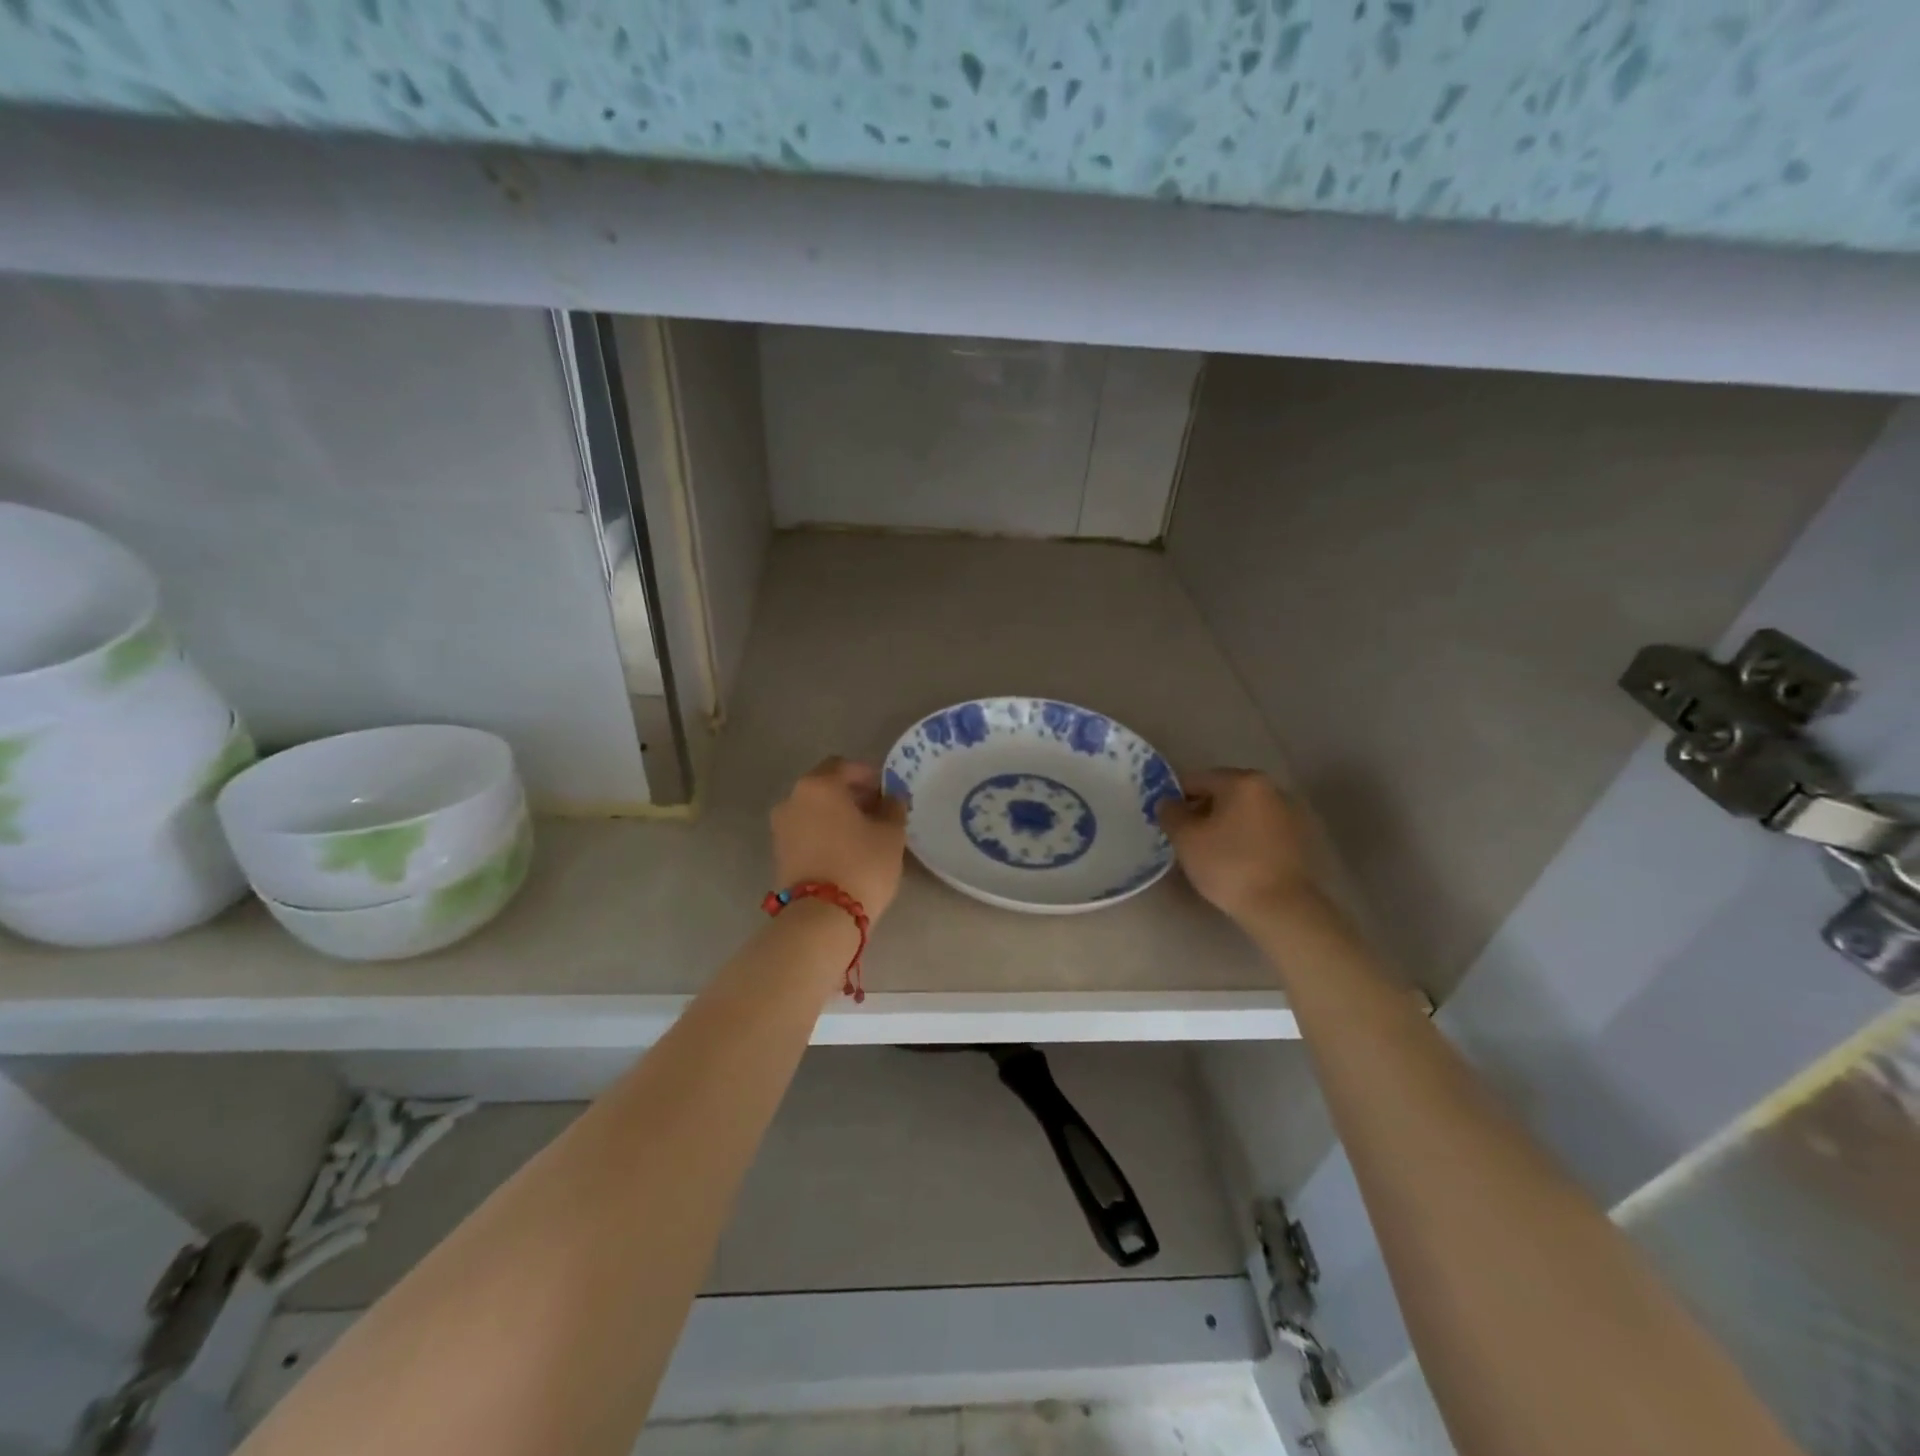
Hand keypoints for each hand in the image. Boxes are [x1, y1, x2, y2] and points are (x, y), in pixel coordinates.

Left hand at [770, 758, 908, 919]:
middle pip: (825, 786)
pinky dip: (824, 832)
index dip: (867, 774)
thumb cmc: (861, 864)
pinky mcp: (779, 853)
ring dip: (837, 814)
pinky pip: (806, 830)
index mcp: (818, 785)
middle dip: (851, 794)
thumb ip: (893, 807)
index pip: (843, 766)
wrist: (821, 917)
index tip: (887, 790)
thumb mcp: (891, 834)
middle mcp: (793, 799)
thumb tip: (891, 798)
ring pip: (814, 809)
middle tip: (878, 811)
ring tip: (864, 833)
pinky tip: (846, 849)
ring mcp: (781, 827)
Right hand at [1157, 768, 1320, 924]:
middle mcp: (1270, 789)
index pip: (1197, 779)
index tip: (1166, 821)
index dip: (1175, 798)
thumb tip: (1167, 802)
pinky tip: (1233, 860)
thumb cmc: (1228, 865)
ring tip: (1208, 852)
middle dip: (1200, 811)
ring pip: (1241, 812)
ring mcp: (1288, 813)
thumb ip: (1170, 813)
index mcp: (1243, 781)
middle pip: (1222, 793)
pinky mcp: (1298, 838)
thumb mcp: (1185, 838)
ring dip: (1222, 824)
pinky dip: (1242, 837)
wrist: (1281, 907)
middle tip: (1184, 838)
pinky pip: (1258, 829)